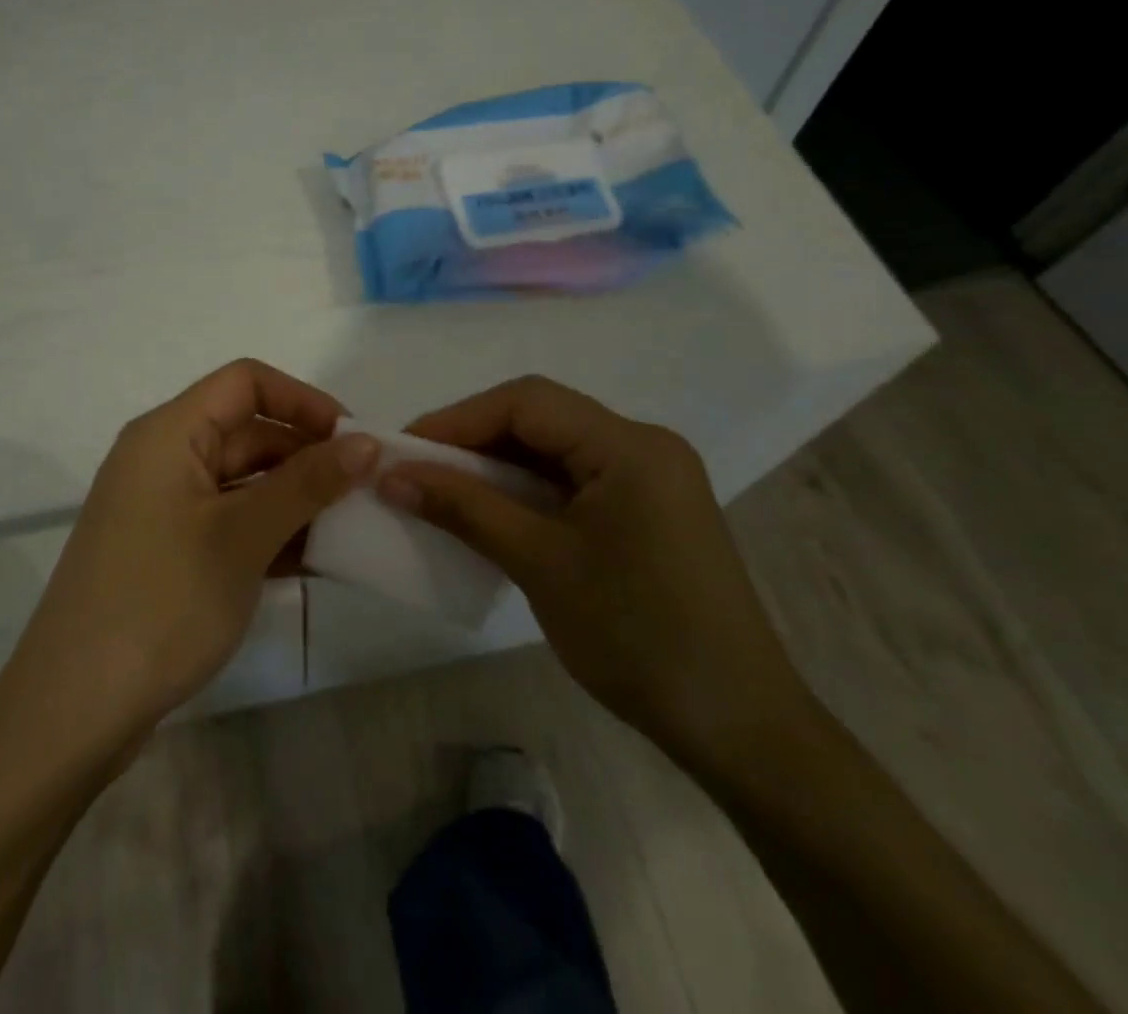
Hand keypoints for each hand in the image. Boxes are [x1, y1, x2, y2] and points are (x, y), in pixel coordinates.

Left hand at [0, 360, 378, 756]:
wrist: (73, 712)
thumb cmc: (161, 603)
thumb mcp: (243, 536)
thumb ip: (308, 483)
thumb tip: (366, 442)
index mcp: (169, 433)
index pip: (245, 382)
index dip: (303, 400)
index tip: (353, 439)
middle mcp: (163, 458)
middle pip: (247, 431)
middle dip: (307, 456)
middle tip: (365, 490)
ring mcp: (163, 508)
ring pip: (242, 481)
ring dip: (294, 499)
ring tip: (350, 528)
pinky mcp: (167, 551)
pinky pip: (229, 521)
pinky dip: (269, 532)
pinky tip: (312, 560)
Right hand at [378, 376, 815, 773]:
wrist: (736, 726)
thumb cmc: (637, 637)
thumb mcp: (539, 564)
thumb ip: (464, 508)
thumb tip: (390, 475)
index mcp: (630, 446)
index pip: (528, 402)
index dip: (459, 418)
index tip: (404, 449)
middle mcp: (643, 446)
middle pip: (542, 419)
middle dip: (474, 439)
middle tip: (417, 469)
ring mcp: (650, 479)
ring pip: (555, 449)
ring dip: (497, 466)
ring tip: (442, 490)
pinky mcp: (647, 511)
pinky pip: (574, 481)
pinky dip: (527, 491)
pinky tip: (492, 513)